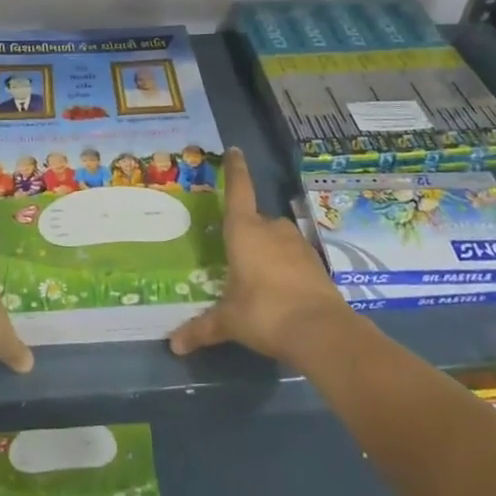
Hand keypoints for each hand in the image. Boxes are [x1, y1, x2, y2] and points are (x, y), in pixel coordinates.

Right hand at [169, 149, 350, 365]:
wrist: (321, 331)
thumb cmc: (264, 313)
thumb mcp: (229, 321)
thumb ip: (202, 329)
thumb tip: (173, 345)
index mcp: (244, 231)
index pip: (238, 190)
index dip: (235, 169)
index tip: (234, 150)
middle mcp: (271, 228)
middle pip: (255, 219)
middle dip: (245, 232)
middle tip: (233, 254)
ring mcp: (297, 243)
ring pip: (276, 237)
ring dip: (266, 250)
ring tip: (256, 276)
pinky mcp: (315, 262)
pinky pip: (292, 256)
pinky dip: (284, 266)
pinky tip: (279, 289)